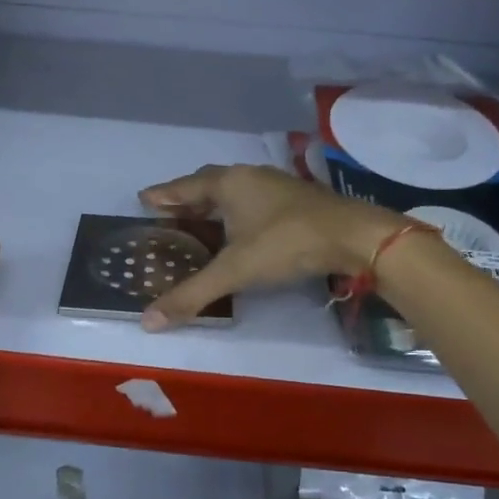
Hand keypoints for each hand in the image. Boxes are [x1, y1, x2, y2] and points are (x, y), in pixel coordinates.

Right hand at [137, 164, 399, 330]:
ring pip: (235, 191)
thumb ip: (192, 294)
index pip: (185, 187)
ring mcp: (277, 186)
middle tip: (168, 213)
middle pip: (209, 183)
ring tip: (200, 221)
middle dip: (187, 198)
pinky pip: (254, 200)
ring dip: (214, 204)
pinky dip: (238, 212)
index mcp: (229, 184)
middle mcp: (250, 177)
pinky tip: (241, 229)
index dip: (164, 195)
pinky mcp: (297, 200)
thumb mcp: (235, 271)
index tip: (144, 198)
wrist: (354, 236)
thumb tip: (148, 321)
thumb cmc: (287, 243)